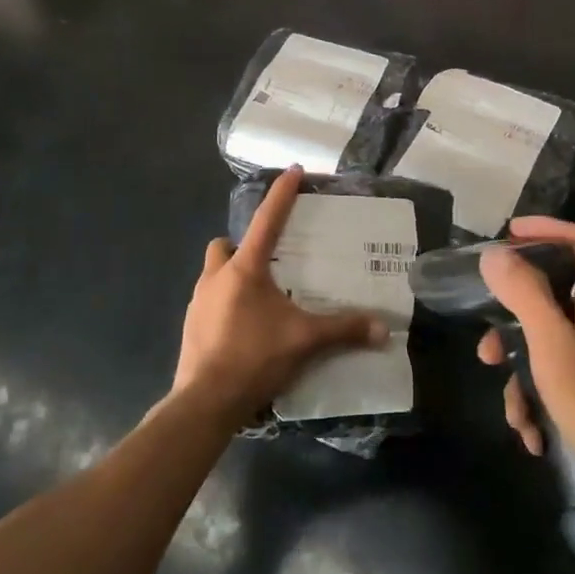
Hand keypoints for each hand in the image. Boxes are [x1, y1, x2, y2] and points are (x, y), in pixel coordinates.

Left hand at [176, 166, 388, 425]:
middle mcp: (216, 276)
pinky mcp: (191, 326)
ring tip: (261, 297)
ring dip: (233, 276)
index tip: (293, 171)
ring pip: (214, 273)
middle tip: (270, 262)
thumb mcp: (305, 340)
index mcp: (244, 269)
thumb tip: (383, 329)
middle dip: (243, 246)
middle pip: (226, 245)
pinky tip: (245, 325)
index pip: (266, 220)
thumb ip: (344, 330)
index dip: (281, 194)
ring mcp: (198, 302)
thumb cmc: (254, 358)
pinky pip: (209, 301)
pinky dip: (226, 304)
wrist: (205, 402)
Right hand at [479, 216, 574, 514]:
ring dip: (526, 377)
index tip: (508, 235)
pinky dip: (549, 400)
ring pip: (558, 348)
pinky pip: (574, 380)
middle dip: (514, 327)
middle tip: (487, 352)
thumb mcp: (555, 348)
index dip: (545, 229)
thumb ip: (524, 296)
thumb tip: (495, 254)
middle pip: (556, 300)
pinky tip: (538, 436)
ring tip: (516, 417)